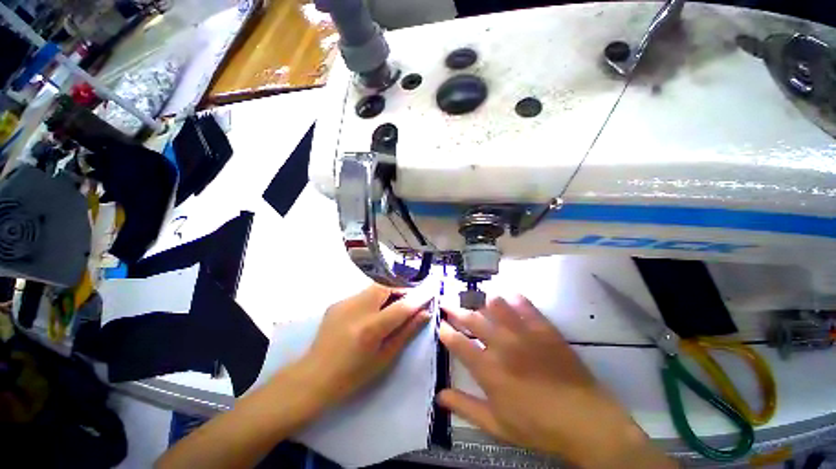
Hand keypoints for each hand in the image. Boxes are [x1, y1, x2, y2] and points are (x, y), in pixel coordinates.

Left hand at [297, 284, 431, 406]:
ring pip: (375, 288)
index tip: (431, 291)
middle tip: (410, 300)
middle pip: (387, 287)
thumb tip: (425, 313)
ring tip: (392, 307)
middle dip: (401, 290)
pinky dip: (374, 298)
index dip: (419, 297)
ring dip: (388, 293)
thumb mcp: (385, 357)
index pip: (402, 305)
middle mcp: (357, 309)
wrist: (313, 377)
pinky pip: (363, 294)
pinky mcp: (337, 302)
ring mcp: (344, 302)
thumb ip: (407, 332)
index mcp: (370, 328)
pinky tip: (371, 313)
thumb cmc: (353, 375)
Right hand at [438, 296, 673, 468]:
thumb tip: (439, 396)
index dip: (446, 332)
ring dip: (482, 301)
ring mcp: (524, 334)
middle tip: (447, 303)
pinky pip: (525, 305)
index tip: (440, 325)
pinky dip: (513, 298)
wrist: (585, 421)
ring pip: (496, 306)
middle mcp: (502, 345)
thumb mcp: (496, 425)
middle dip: (455, 309)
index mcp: (488, 369)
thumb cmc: (537, 427)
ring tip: (475, 299)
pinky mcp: (543, 329)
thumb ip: (465, 407)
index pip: (458, 343)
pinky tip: (507, 295)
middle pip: (472, 319)